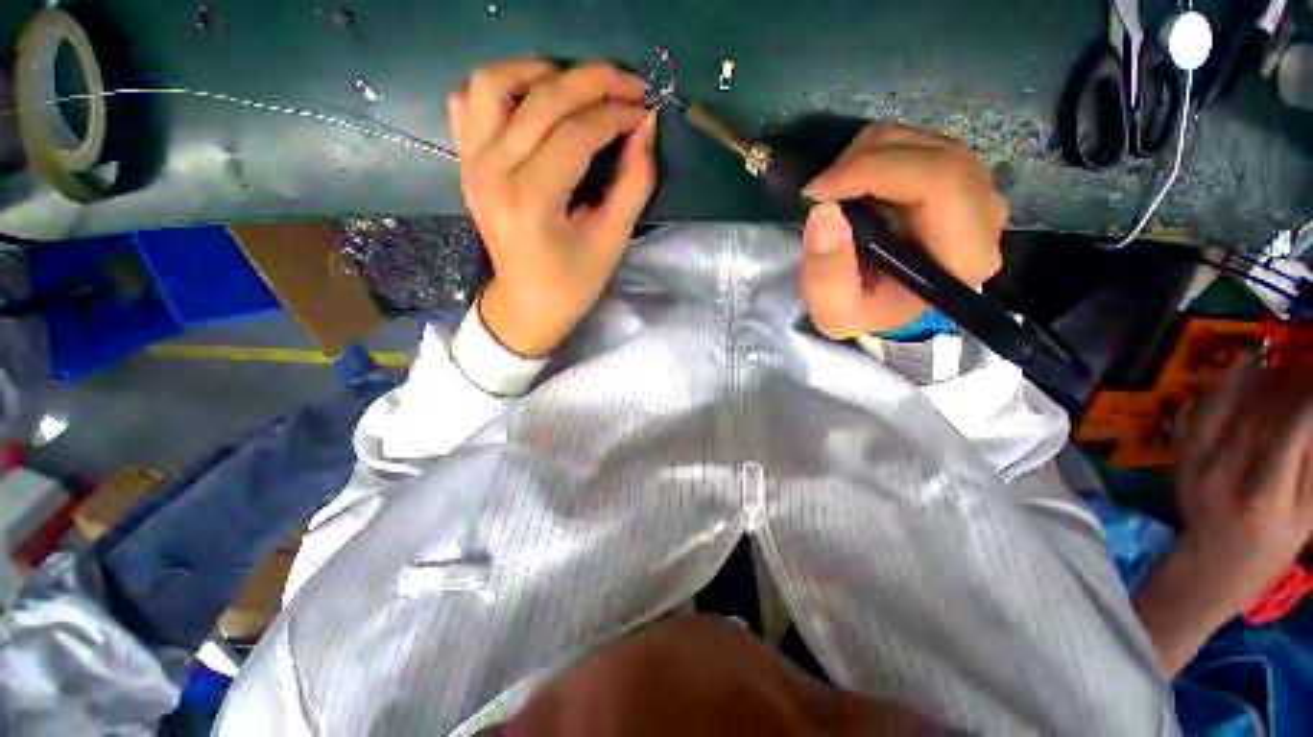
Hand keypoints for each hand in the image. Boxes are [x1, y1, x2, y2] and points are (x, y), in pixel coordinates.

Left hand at [448, 60, 657, 356]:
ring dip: (541, 72)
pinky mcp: (465, 162)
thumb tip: (646, 127)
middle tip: (629, 85)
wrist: (527, 304)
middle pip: (542, 99)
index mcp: (531, 201)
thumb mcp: (613, 240)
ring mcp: (471, 163)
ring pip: (494, 83)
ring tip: (579, 89)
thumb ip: (635, 183)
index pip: (576, 134)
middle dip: (593, 82)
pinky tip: (533, 104)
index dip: (616, 114)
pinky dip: (501, 89)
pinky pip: (469, 103)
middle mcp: (492, 172)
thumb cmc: (574, 283)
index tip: (646, 110)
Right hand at [800, 125, 1006, 337]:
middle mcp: (984, 215)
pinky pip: (919, 146)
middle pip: (936, 155)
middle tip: (820, 191)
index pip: (941, 183)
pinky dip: (876, 154)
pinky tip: (852, 185)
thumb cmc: (864, 312)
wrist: (884, 308)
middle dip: (865, 161)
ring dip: (867, 156)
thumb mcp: (835, 311)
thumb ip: (827, 273)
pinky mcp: (956, 178)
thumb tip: (824, 212)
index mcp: (963, 255)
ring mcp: (976, 190)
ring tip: (833, 191)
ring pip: (926, 142)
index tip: (820, 192)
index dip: (876, 171)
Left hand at [1175, 358, 1312, 610]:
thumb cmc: (1268, 549)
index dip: (1309, 399)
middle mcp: (1227, 473)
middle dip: (1290, 382)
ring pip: (1234, 409)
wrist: (1210, 565)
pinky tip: (1245, 364)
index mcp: (1264, 496)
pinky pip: (1206, 413)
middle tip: (1307, 362)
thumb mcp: (1304, 517)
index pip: (1291, 432)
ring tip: (1286, 360)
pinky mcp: (1185, 457)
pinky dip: (1227, 385)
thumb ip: (1312, 468)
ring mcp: (1200, 463)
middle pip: (1261, 415)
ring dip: (1262, 379)